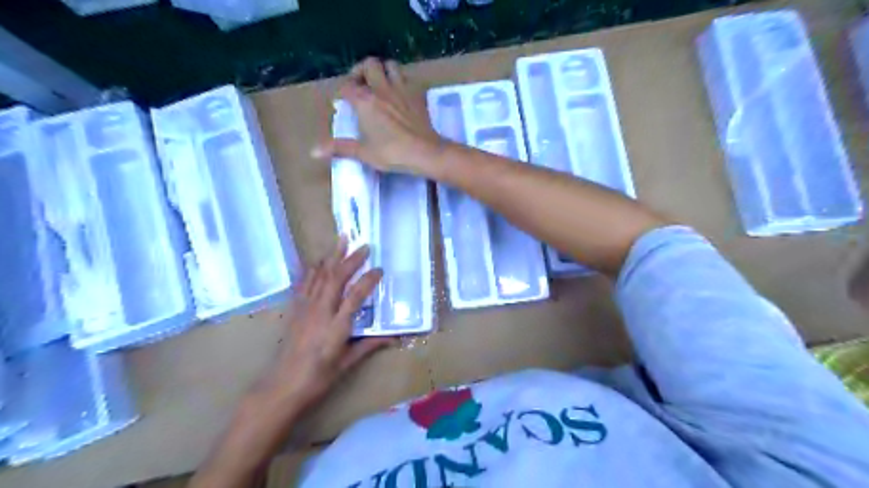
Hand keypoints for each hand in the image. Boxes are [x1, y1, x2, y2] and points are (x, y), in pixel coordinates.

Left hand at [256, 236, 393, 407]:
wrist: (282, 386)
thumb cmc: (318, 378)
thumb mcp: (347, 363)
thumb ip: (370, 345)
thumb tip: (394, 338)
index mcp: (337, 326)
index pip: (356, 295)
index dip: (369, 280)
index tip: (379, 269)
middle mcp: (321, 312)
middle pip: (336, 278)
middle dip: (351, 259)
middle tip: (364, 245)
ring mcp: (305, 309)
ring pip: (320, 276)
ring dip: (332, 256)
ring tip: (341, 240)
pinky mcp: (295, 310)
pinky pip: (304, 283)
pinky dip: (311, 269)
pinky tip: (315, 260)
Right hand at [312, 56, 447, 176]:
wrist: (426, 152)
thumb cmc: (393, 153)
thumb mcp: (364, 153)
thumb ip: (340, 148)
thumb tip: (314, 151)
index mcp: (365, 101)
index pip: (348, 86)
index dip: (342, 91)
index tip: (342, 101)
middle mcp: (382, 89)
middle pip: (369, 65)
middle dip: (361, 70)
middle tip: (359, 84)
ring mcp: (402, 89)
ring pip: (391, 66)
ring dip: (383, 70)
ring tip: (379, 83)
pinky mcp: (417, 95)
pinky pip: (407, 78)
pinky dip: (401, 80)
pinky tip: (399, 93)